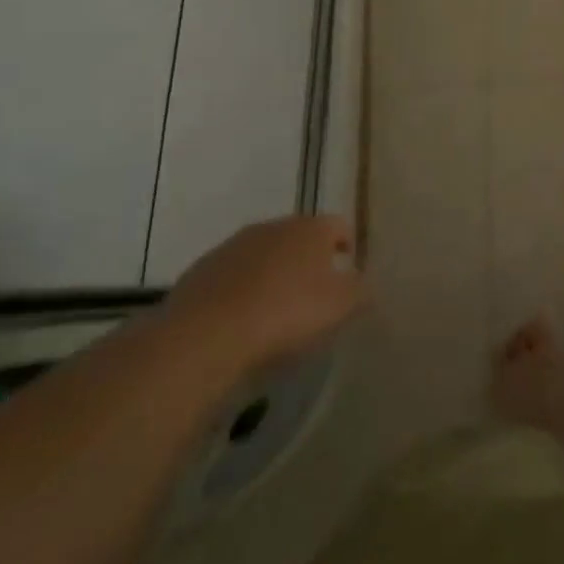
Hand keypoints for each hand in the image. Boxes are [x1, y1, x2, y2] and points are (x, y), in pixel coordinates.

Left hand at [165, 215, 365, 373]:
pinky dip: (240, 291)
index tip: (347, 274)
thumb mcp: (340, 306)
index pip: (339, 226)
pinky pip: (231, 276)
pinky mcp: (200, 271)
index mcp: (311, 228)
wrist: (204, 336)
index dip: (346, 248)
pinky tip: (240, 320)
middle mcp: (273, 226)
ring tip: (274, 310)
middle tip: (313, 294)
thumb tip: (363, 282)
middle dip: (308, 260)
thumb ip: (359, 289)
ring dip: (272, 273)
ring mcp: (232, 246)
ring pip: (263, 255)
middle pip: (299, 237)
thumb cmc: (286, 313)